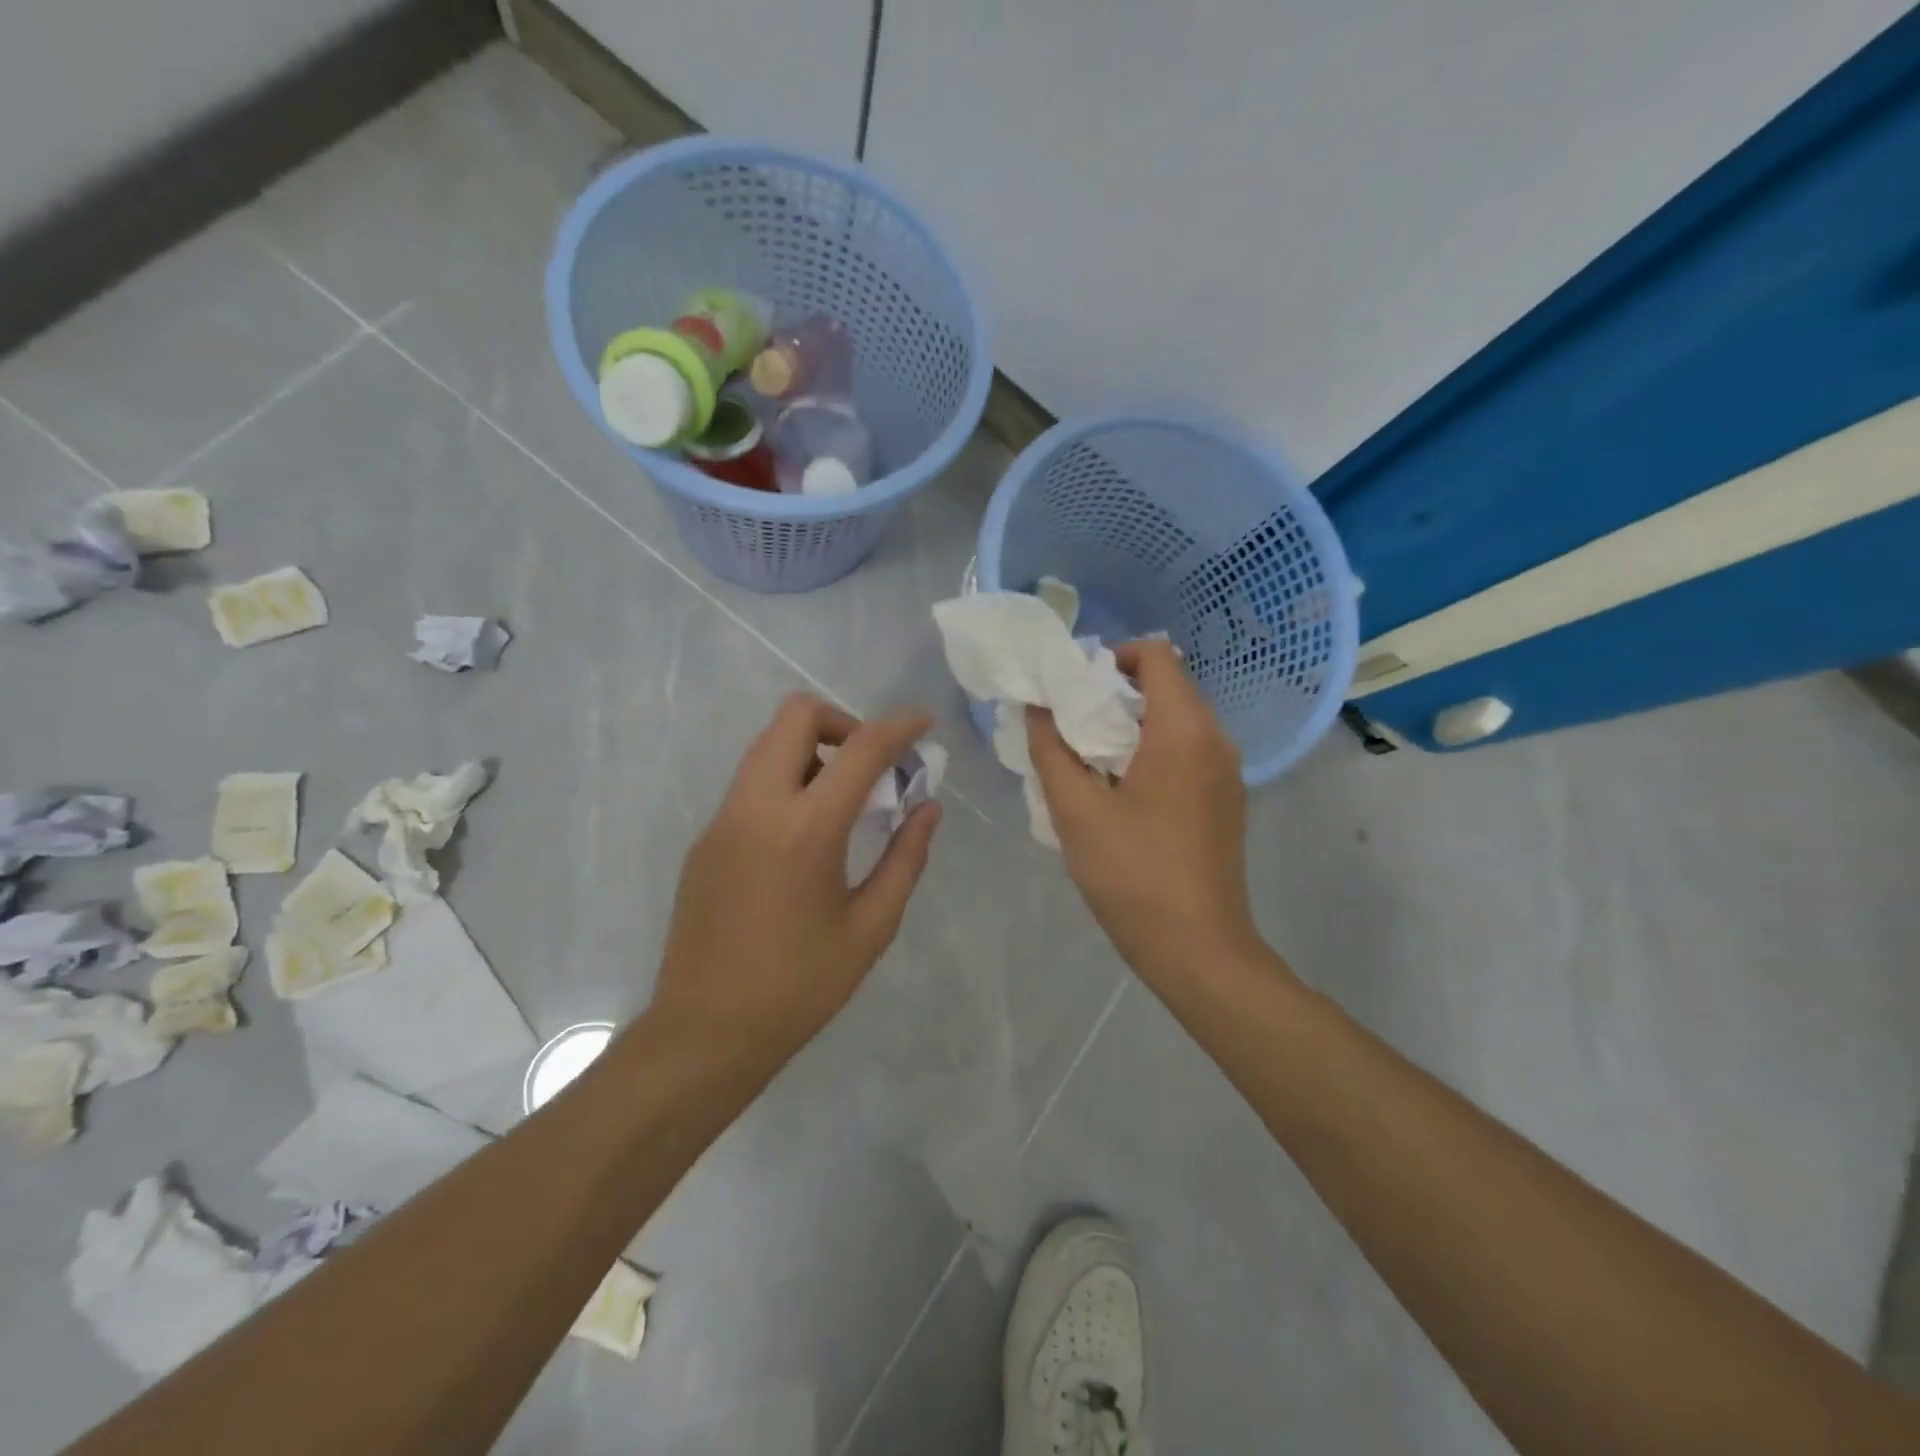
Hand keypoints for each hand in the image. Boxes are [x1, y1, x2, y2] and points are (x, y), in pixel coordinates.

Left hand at [652, 694, 941, 1066]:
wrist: (705, 1032)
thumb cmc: (800, 987)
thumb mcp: (870, 927)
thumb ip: (905, 858)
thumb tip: (928, 808)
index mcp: (806, 829)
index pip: (859, 749)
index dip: (898, 727)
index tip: (923, 721)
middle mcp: (757, 806)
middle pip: (795, 716)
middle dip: (842, 722)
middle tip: (870, 767)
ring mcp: (723, 819)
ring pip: (767, 745)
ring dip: (812, 750)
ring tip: (843, 802)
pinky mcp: (705, 839)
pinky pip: (750, 782)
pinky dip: (786, 781)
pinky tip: (804, 837)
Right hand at [1026, 641, 1266, 988]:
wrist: (1199, 949)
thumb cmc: (1133, 875)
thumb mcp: (1076, 811)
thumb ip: (1051, 750)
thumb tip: (1037, 708)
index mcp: (1184, 730)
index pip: (1156, 655)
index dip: (1111, 657)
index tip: (1074, 689)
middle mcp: (1216, 739)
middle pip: (1167, 686)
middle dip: (1114, 694)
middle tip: (1070, 726)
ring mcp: (1227, 772)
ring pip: (1176, 721)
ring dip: (1131, 726)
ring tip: (1088, 761)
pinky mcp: (1225, 800)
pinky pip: (1187, 752)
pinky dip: (1152, 752)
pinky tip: (1120, 792)